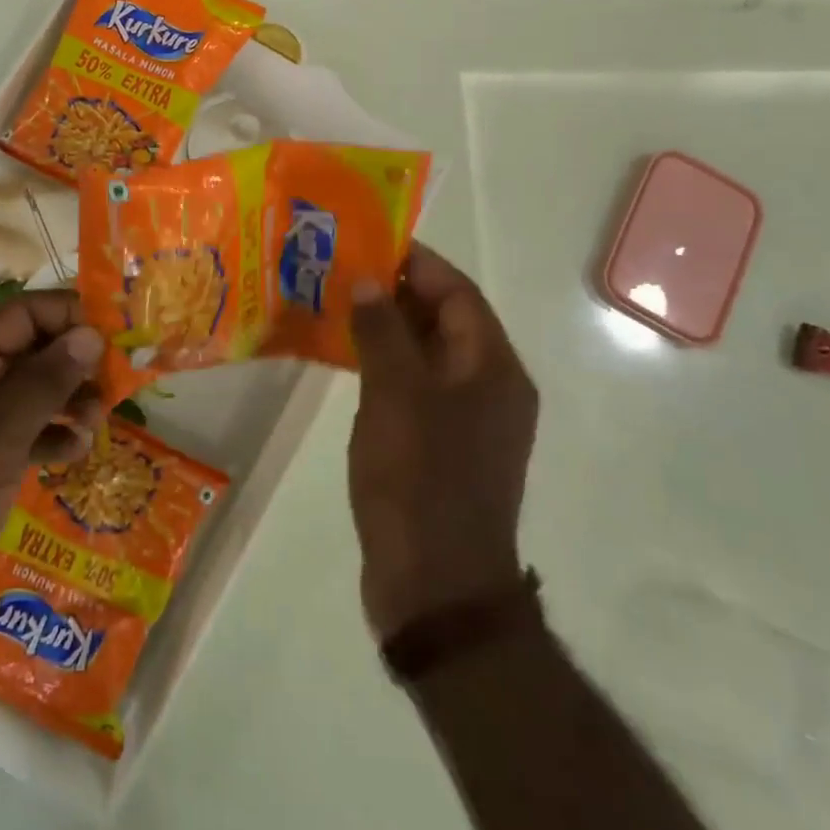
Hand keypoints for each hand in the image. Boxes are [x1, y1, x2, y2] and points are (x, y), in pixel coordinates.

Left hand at [0, 290, 105, 655]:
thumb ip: (46, 382)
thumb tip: (91, 335)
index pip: (23, 313)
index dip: (70, 315)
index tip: (116, 335)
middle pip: (31, 347)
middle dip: (75, 362)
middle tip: (114, 385)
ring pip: (33, 388)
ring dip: (69, 399)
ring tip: (96, 423)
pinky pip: (26, 427)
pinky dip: (53, 433)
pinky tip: (74, 453)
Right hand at [347, 244, 536, 640]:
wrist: (437, 588)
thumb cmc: (420, 479)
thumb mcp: (395, 395)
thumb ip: (382, 331)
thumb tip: (368, 279)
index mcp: (493, 367)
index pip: (458, 292)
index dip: (416, 262)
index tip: (369, 241)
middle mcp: (490, 386)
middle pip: (445, 319)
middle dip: (396, 292)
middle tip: (342, 270)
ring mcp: (468, 419)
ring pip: (427, 353)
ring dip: (388, 328)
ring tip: (336, 304)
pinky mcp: (443, 446)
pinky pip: (416, 386)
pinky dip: (386, 365)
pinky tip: (347, 358)